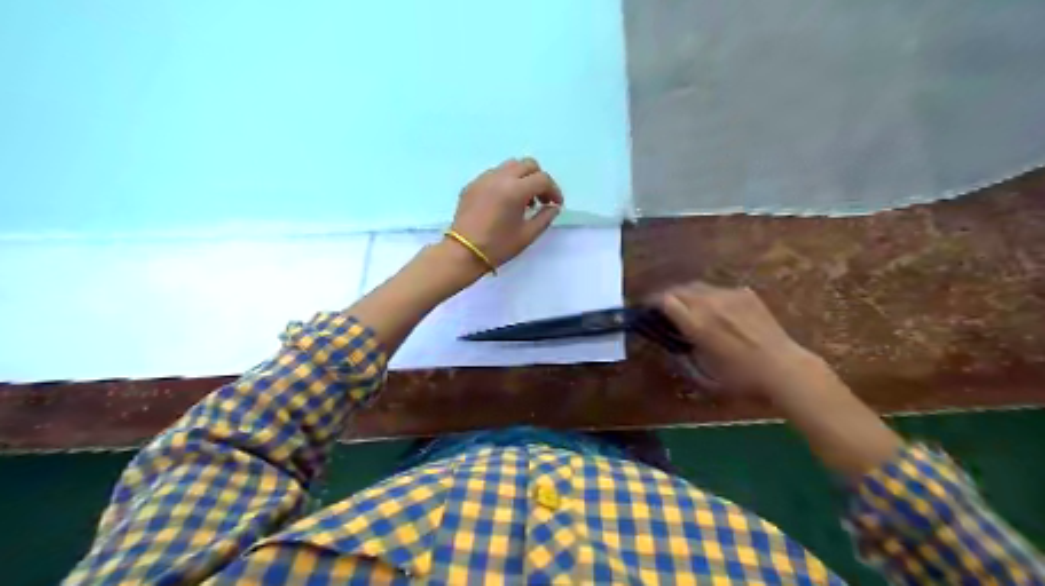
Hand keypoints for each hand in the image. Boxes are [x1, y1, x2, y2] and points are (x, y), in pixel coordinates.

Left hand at [447, 160, 563, 268]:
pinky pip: (494, 174)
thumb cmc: (498, 246)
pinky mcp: (472, 184)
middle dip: (538, 179)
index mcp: (515, 190)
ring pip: (510, 166)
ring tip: (522, 200)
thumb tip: (553, 207)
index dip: (554, 191)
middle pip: (527, 165)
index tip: (556, 204)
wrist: (463, 252)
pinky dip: (505, 182)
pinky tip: (504, 202)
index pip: (542, 179)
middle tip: (541, 199)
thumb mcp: (527, 235)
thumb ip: (544, 218)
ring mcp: (483, 178)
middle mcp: (500, 177)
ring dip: (522, 178)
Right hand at [660, 281, 824, 400]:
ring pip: (698, 286)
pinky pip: (719, 290)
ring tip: (687, 307)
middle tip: (663, 308)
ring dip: (687, 294)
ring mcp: (729, 295)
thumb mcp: (704, 377)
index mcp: (697, 324)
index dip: (652, 303)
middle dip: (667, 296)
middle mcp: (710, 303)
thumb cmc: (742, 379)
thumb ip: (682, 358)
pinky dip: (709, 296)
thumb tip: (670, 346)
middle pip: (679, 288)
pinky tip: (715, 310)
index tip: (648, 310)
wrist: (785, 369)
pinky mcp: (746, 294)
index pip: (665, 300)